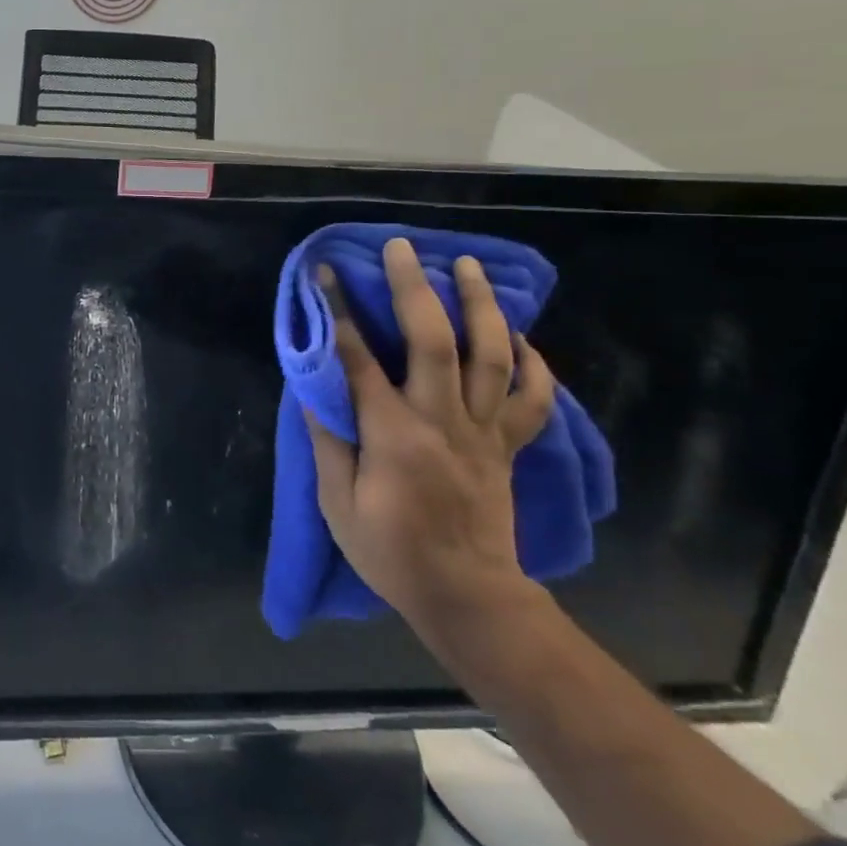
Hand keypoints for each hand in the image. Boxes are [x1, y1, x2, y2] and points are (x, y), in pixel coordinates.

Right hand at [305, 240, 555, 635]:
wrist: (467, 596)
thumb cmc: (390, 552)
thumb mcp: (338, 504)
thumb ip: (328, 440)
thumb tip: (314, 387)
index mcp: (393, 435)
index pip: (359, 360)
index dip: (339, 313)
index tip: (326, 275)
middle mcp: (442, 421)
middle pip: (434, 341)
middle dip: (415, 288)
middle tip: (402, 248)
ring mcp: (482, 431)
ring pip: (491, 356)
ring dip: (481, 305)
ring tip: (467, 266)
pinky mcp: (507, 445)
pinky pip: (532, 398)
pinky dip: (531, 361)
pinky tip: (519, 334)